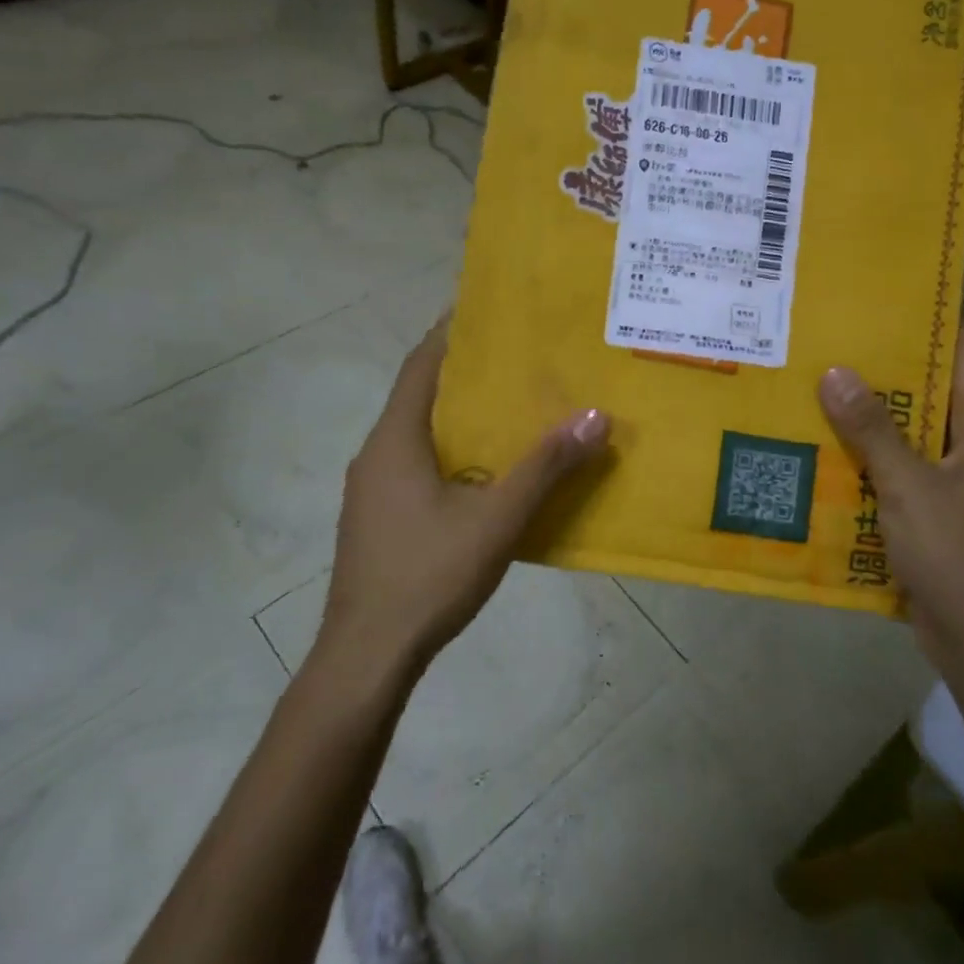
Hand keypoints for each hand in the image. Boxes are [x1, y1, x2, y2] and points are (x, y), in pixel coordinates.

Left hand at [322, 320, 610, 676]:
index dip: (452, 332)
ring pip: (420, 434)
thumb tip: (596, 416)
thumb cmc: (428, 575)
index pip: (422, 365)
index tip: (488, 308)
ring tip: (512, 409)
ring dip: (460, 417)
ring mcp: (372, 490)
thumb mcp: (498, 519)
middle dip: (466, 374)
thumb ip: (546, 467)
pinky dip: (452, 453)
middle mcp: (376, 454)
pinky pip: (417, 466)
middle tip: (518, 359)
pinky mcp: (378, 519)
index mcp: (396, 439)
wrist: (368, 655)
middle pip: (421, 395)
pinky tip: (487, 473)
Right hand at [817, 326, 963, 671]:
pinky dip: (867, 457)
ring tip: (819, 383)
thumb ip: (873, 430)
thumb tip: (836, 372)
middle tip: (835, 337)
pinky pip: (897, 470)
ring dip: (871, 415)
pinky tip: (824, 447)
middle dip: (887, 367)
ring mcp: (955, 482)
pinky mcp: (932, 512)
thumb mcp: (909, 486)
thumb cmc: (956, 554)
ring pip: (909, 433)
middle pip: (931, 392)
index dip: (934, 321)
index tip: (892, 292)